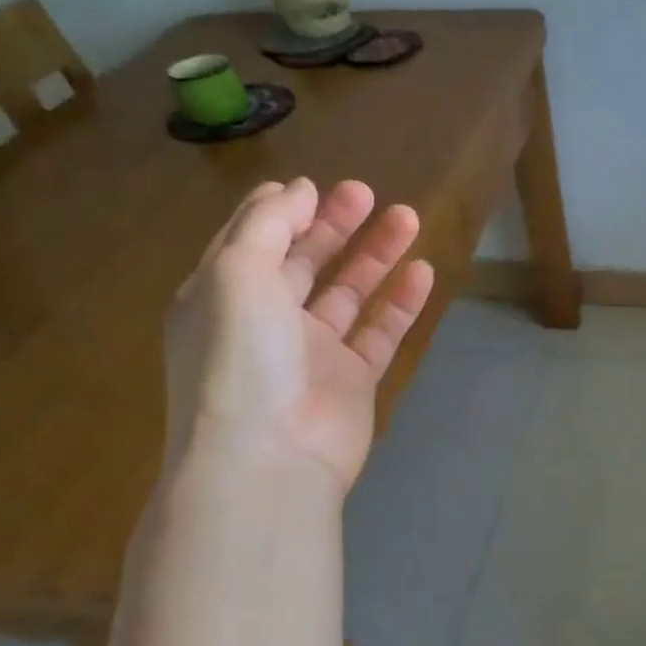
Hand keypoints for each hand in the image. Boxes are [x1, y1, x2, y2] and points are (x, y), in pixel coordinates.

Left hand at [163, 178, 435, 492]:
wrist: (269, 459)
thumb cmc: (240, 358)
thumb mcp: (237, 274)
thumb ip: (268, 225)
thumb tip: (297, 189)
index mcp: (223, 297)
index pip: (253, 242)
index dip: (282, 212)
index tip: (316, 186)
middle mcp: (266, 321)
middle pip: (305, 262)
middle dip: (335, 225)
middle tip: (368, 194)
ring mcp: (313, 353)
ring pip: (348, 292)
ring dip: (376, 255)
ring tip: (408, 218)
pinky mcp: (353, 380)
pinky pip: (380, 331)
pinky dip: (400, 302)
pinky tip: (422, 272)